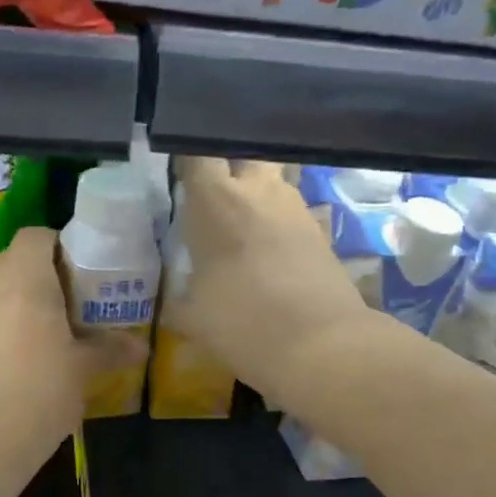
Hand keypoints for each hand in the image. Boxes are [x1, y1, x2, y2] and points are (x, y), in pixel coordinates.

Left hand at [0, 227, 139, 481]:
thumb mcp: (83, 370)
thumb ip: (110, 348)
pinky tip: (16, 360)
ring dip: (18, 301)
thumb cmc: (38, 393)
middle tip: (72, 306)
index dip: (62, 247)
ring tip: (46, 334)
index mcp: (22, 276)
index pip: (38, 235)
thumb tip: (141, 347)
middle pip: (15, 260)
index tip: (83, 276)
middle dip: (43, 276)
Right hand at [173, 158, 373, 408]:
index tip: (174, 170)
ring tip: (237, 225)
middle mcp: (259, 190)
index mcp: (216, 200)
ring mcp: (295, 208)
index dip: (184, 155)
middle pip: (244, 150)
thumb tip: (176, 294)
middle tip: (210, 191)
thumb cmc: (242, 323)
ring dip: (255, 194)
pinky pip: (290, 212)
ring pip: (272, 180)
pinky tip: (264, 252)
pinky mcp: (320, 231)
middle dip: (228, 163)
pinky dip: (275, 223)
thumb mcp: (192, 315)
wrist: (321, 345)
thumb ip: (180, 295)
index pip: (197, 153)